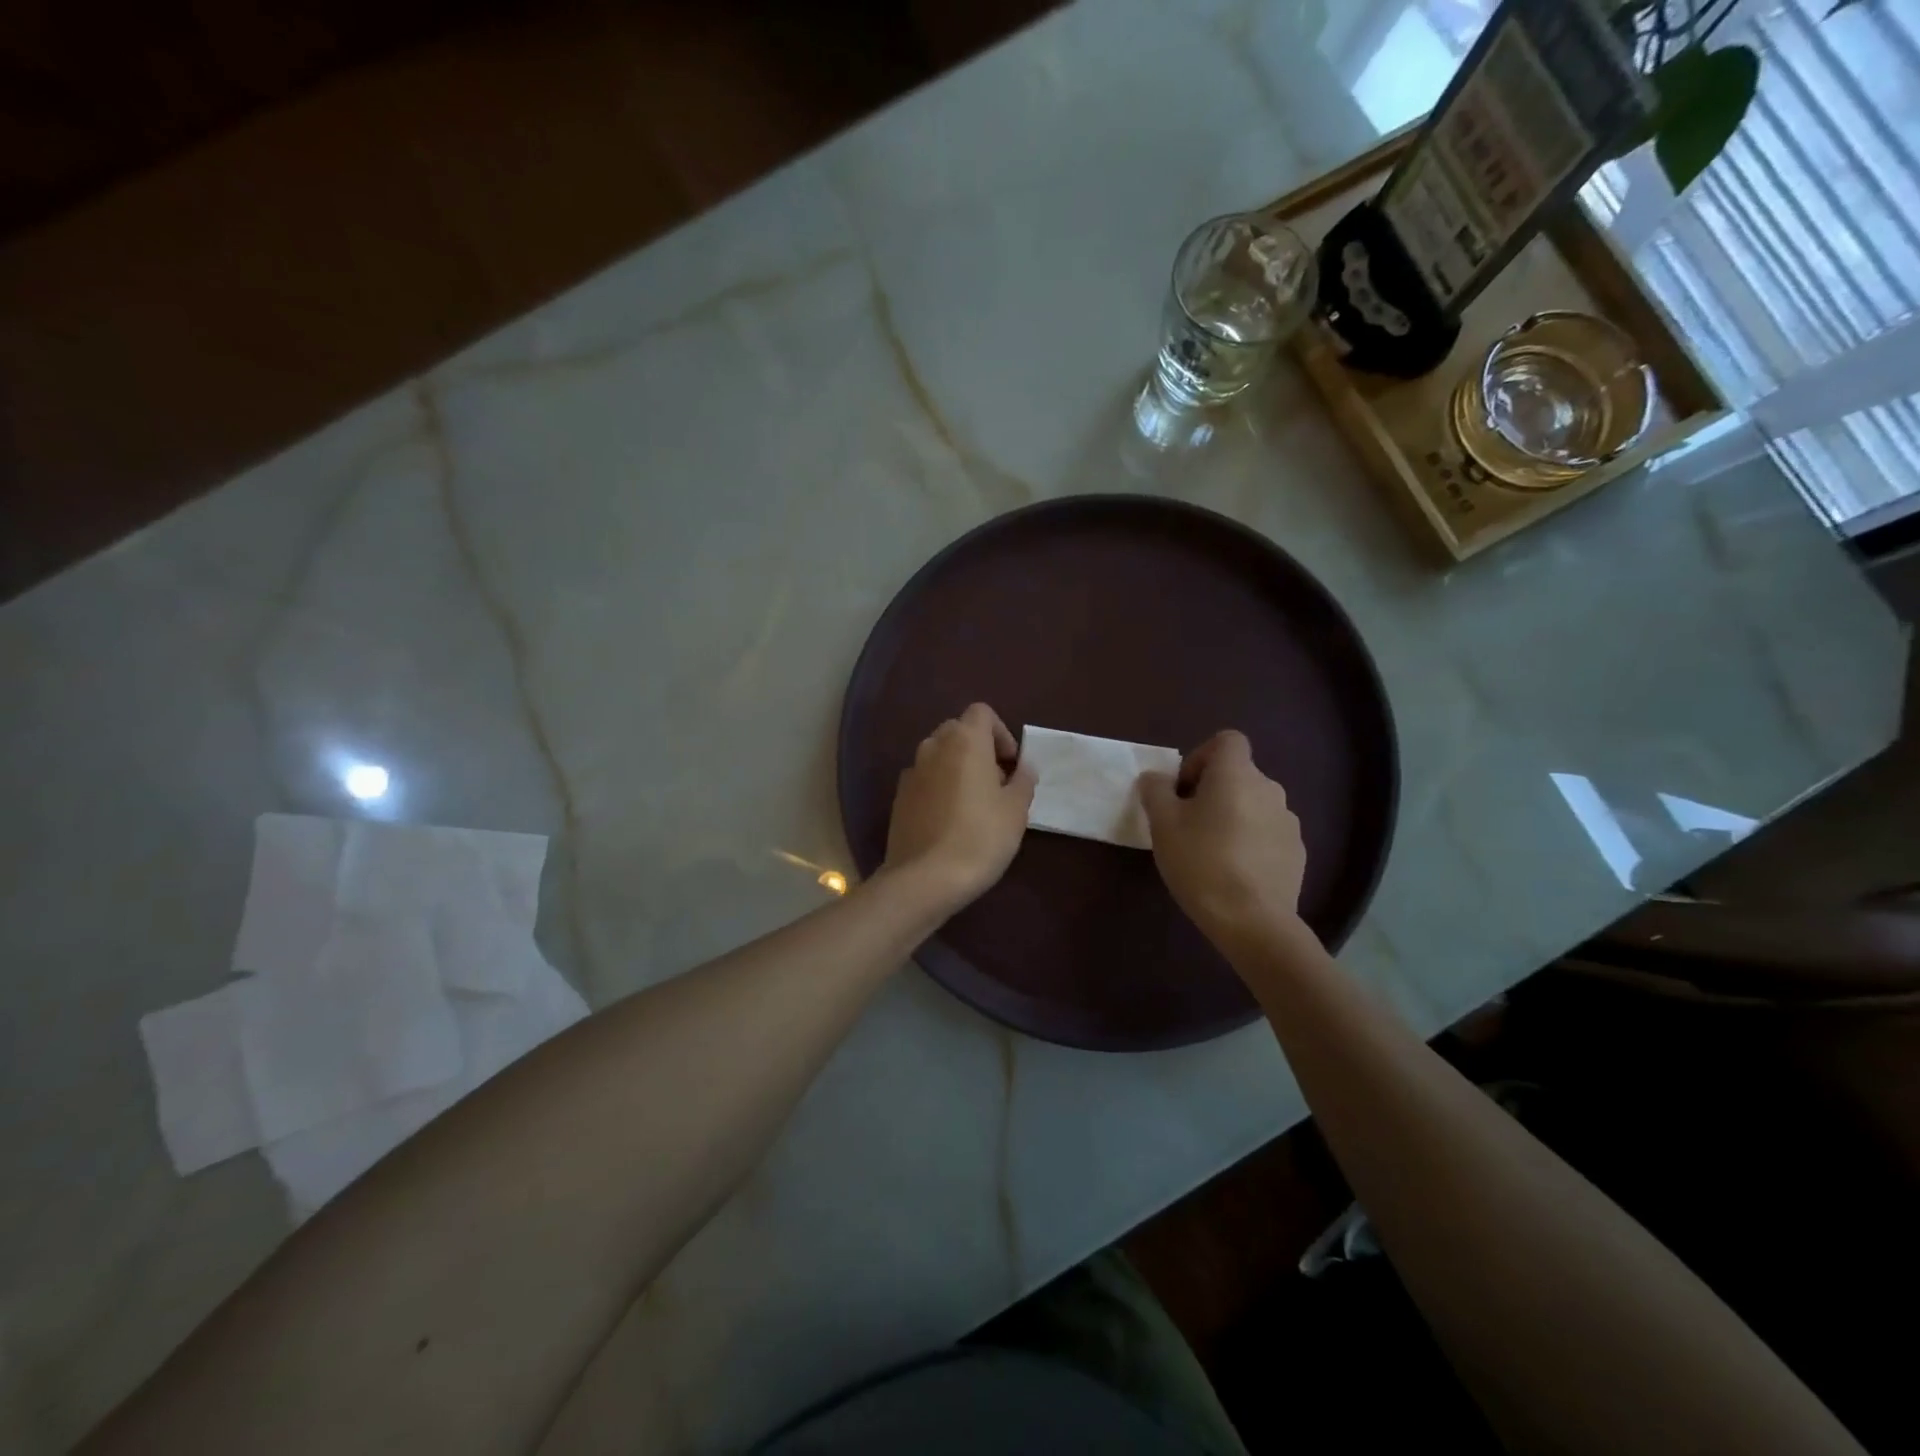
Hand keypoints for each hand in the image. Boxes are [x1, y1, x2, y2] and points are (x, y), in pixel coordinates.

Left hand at [884, 703, 1036, 911]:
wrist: (925, 878)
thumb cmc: (980, 838)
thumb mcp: (1016, 810)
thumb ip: (1023, 780)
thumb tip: (1023, 767)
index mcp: (964, 741)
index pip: (982, 712)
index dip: (1001, 732)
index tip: (1011, 763)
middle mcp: (933, 747)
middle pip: (958, 730)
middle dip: (979, 748)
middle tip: (996, 782)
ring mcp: (911, 771)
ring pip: (938, 754)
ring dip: (957, 767)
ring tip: (973, 802)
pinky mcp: (899, 797)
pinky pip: (924, 778)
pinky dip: (938, 786)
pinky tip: (949, 819)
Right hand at [1139, 730, 1308, 943]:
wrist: (1252, 921)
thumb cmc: (1201, 863)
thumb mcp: (1163, 825)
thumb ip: (1156, 791)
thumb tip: (1156, 778)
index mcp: (1237, 775)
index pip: (1227, 740)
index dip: (1201, 756)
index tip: (1183, 788)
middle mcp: (1269, 789)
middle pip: (1238, 774)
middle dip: (1212, 791)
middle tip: (1188, 824)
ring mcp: (1288, 821)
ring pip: (1253, 804)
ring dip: (1232, 816)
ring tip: (1211, 852)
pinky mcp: (1296, 851)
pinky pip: (1267, 832)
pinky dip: (1250, 841)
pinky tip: (1234, 872)